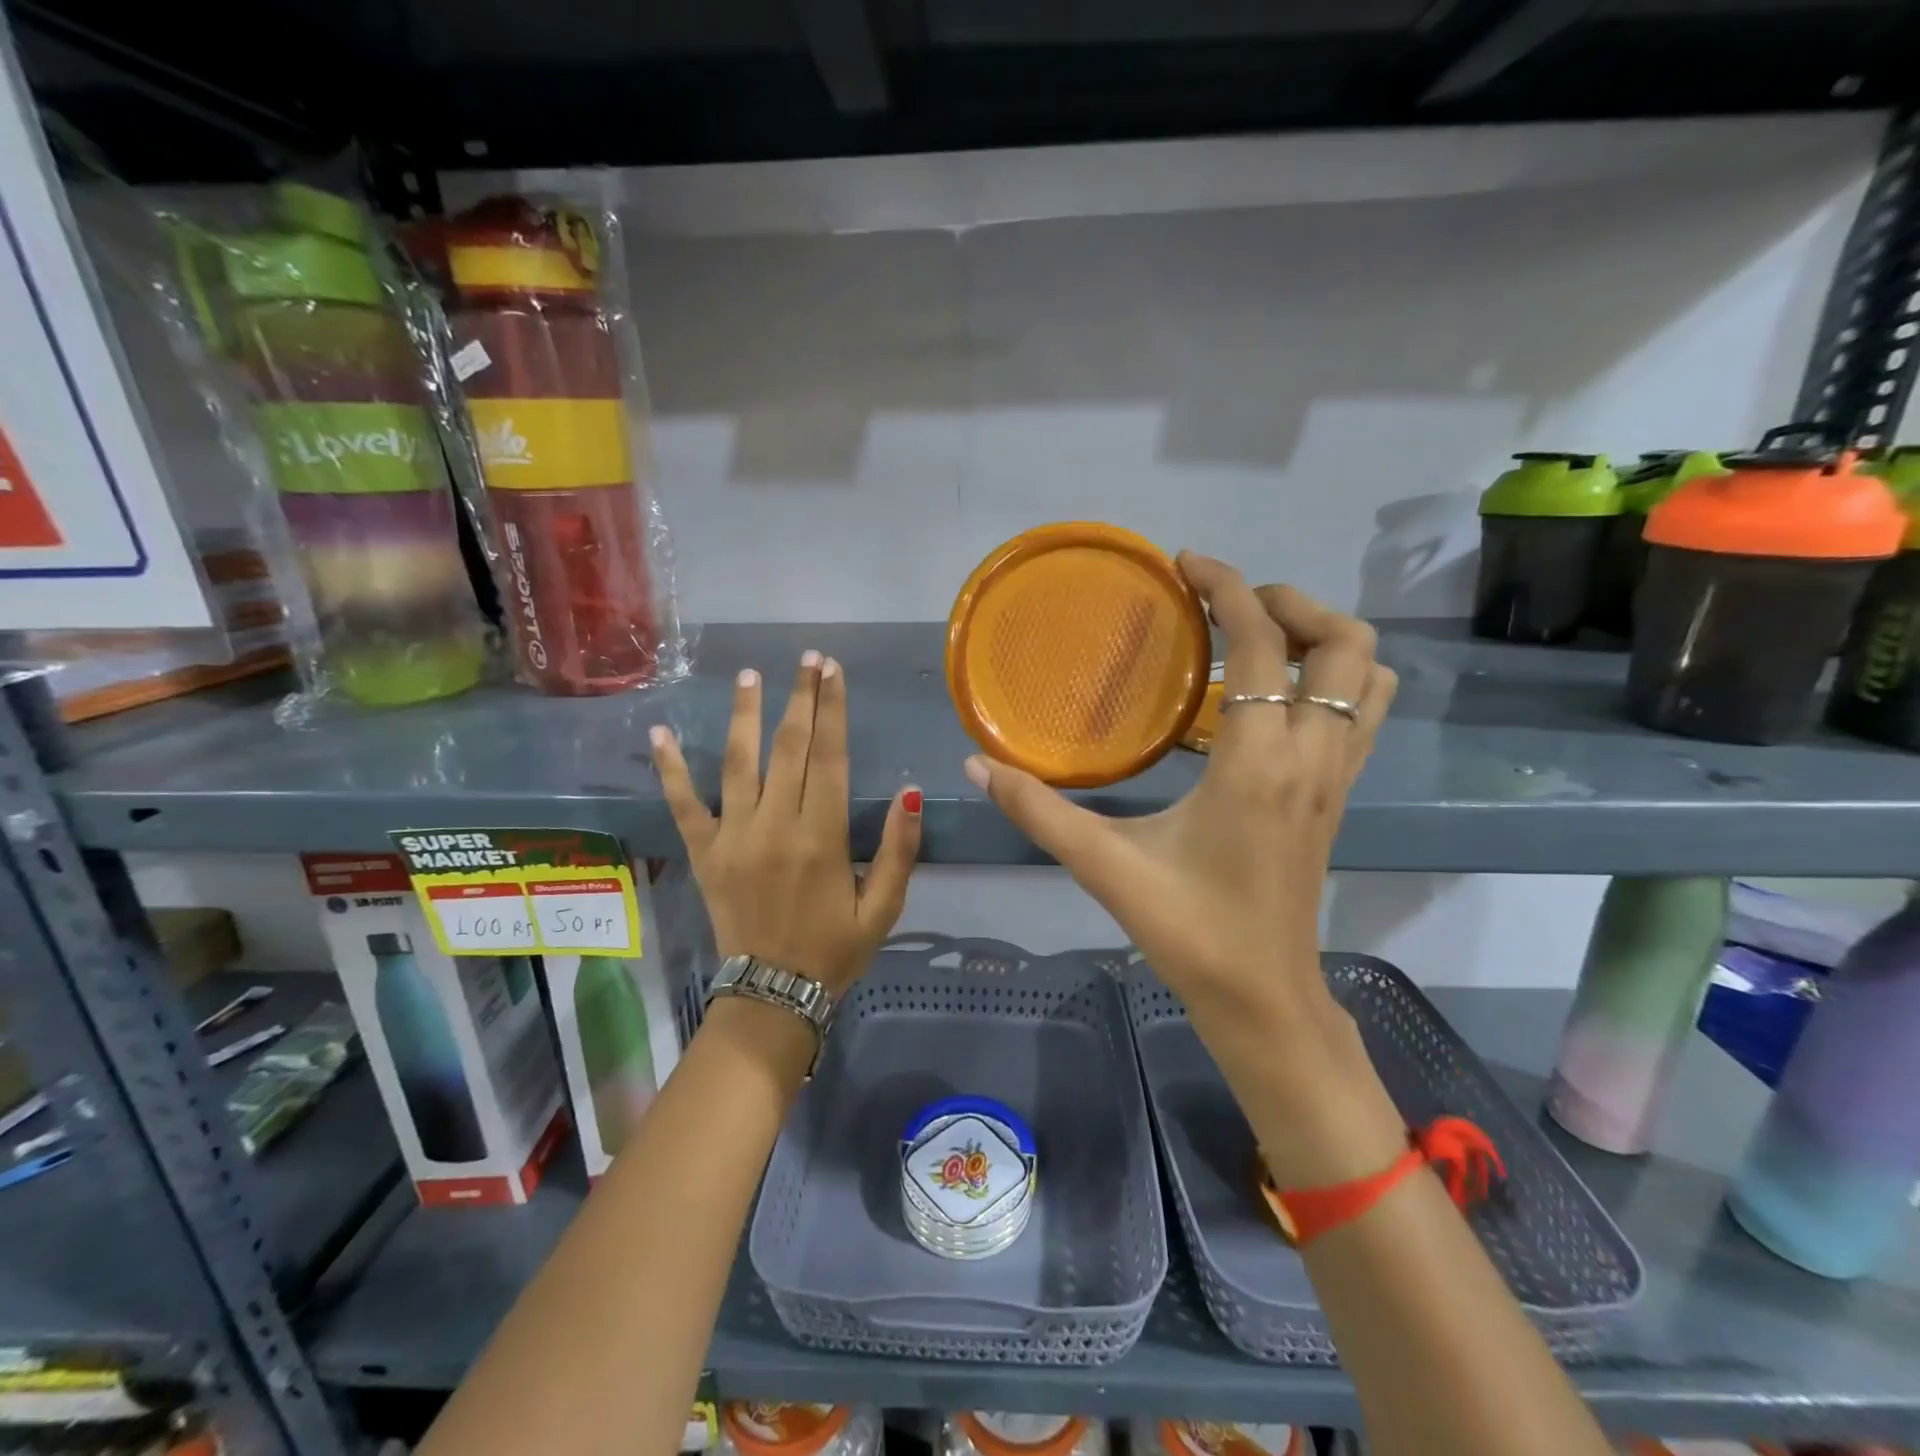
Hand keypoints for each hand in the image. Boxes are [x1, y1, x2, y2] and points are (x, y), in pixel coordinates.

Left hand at [652, 652, 922, 996]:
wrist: (773, 995)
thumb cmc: (835, 949)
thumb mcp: (883, 907)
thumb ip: (899, 849)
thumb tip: (909, 791)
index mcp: (822, 837)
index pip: (830, 757)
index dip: (833, 709)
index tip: (832, 670)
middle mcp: (775, 826)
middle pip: (789, 748)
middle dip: (800, 698)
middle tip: (807, 659)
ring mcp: (734, 837)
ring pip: (738, 762)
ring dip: (745, 715)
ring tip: (750, 676)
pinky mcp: (705, 853)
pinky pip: (683, 805)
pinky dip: (670, 769)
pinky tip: (660, 734)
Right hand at [966, 555, 1395, 1030]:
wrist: (1263, 998)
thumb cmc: (1189, 931)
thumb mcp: (1105, 867)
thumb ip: (1039, 811)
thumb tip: (977, 766)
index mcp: (1258, 762)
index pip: (1264, 644)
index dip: (1229, 588)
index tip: (1186, 565)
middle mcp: (1312, 756)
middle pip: (1344, 643)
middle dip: (1290, 601)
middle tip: (1228, 602)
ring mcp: (1337, 776)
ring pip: (1370, 674)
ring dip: (1323, 636)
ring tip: (1261, 634)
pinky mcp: (1340, 796)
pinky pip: (1364, 713)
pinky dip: (1336, 678)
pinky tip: (1277, 694)